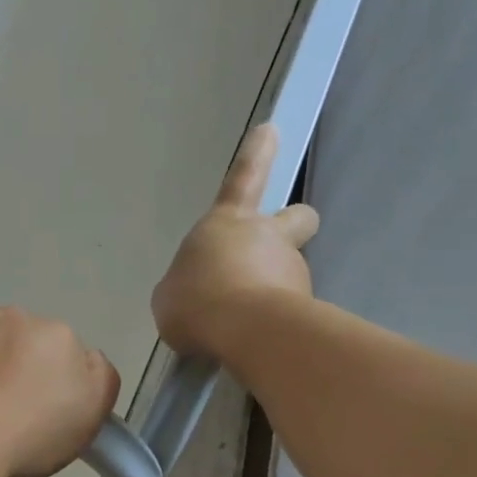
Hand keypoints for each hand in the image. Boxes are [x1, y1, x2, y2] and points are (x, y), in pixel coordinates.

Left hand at [0, 287, 121, 476]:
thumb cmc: (29, 436)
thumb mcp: (89, 421)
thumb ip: (98, 382)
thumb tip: (88, 361)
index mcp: (63, 339)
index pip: (66, 355)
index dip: (53, 384)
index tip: (39, 412)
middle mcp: (23, 318)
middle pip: (26, 339)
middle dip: (18, 365)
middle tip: (3, 406)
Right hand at [151, 124, 319, 360]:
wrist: (245, 330)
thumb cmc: (196, 301)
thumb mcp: (170, 295)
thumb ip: (186, 286)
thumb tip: (198, 294)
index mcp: (227, 223)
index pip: (243, 178)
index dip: (256, 155)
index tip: (270, 131)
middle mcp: (267, 238)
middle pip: (297, 218)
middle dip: (293, 225)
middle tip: (279, 248)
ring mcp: (292, 270)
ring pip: (289, 272)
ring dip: (272, 291)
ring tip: (244, 328)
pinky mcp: (306, 305)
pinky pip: (288, 311)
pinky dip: (273, 325)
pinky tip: (254, 345)